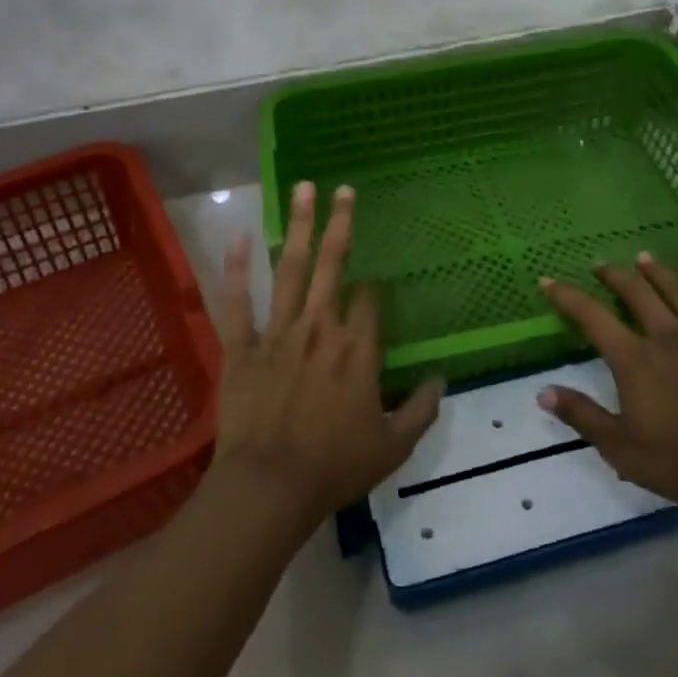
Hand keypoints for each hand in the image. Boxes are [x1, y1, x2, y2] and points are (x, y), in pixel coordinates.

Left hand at [211, 181, 443, 527]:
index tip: (375, 284)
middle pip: (332, 265)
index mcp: (356, 349)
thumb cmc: (334, 467)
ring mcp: (277, 332)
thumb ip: (421, 410)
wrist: (268, 488)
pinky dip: (236, 268)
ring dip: (297, 227)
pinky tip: (239, 235)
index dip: (374, 287)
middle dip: (340, 224)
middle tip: (343, 189)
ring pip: (289, 269)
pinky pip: (237, 301)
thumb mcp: (392, 446)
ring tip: (302, 190)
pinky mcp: (241, 346)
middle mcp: (319, 328)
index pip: (370, 300)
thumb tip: (441, 379)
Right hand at [537, 254, 677, 510]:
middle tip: (601, 265)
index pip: (592, 317)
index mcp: (635, 358)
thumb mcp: (623, 449)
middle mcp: (667, 335)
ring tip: (645, 258)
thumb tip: (543, 392)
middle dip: (615, 275)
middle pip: (636, 293)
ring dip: (659, 273)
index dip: (567, 296)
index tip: (549, 280)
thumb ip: (583, 416)